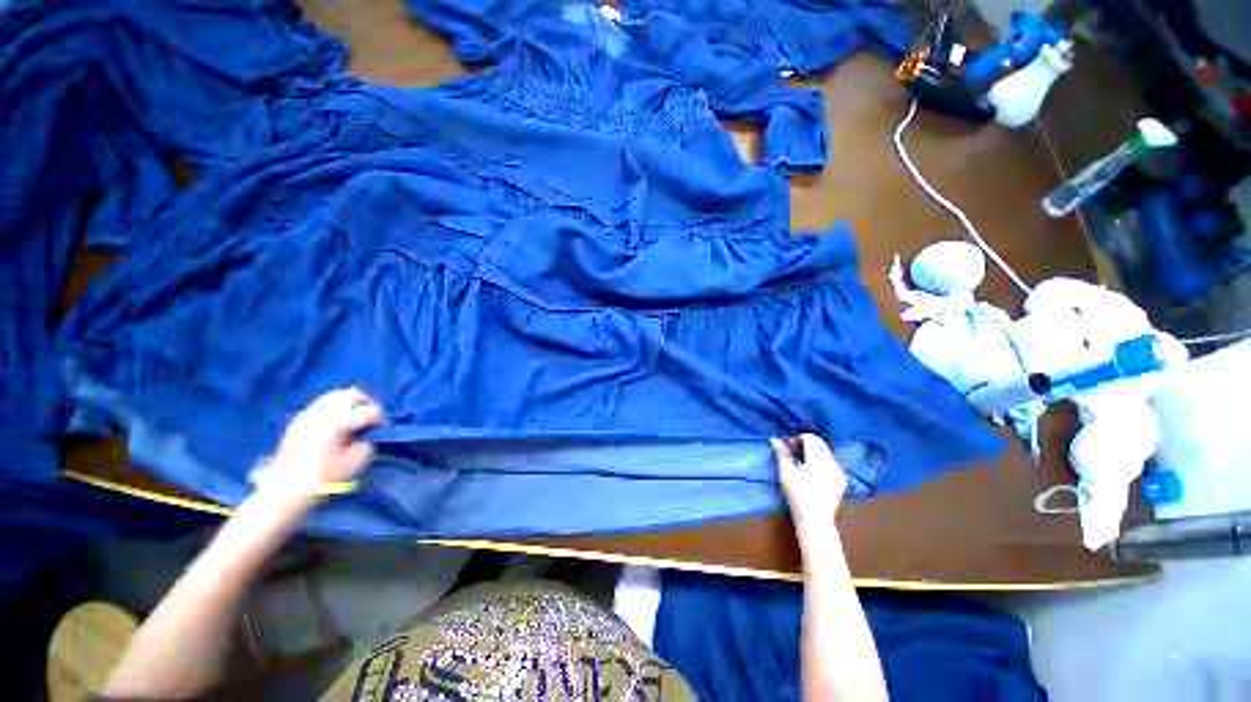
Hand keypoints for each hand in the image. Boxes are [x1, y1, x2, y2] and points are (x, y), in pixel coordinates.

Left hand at [266, 388, 384, 498]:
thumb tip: (366, 436)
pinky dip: (333, 409)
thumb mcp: (355, 463)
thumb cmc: (323, 478)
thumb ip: (367, 444)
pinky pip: (321, 404)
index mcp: (339, 422)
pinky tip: (335, 425)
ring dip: (348, 405)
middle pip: (352, 394)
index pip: (370, 410)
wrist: (285, 490)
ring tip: (352, 420)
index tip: (381, 429)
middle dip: (365, 404)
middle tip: (369, 419)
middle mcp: (323, 413)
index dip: (380, 418)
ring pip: (335, 395)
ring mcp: (308, 414)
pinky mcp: (299, 420)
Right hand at [771, 434, 847, 540]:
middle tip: (794, 454)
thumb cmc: (798, 496)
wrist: (816, 520)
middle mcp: (833, 462)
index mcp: (819, 459)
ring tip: (803, 464)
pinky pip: (832, 463)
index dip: (798, 439)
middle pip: (820, 443)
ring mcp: (840, 471)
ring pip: (826, 452)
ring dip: (815, 452)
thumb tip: (774, 439)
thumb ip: (782, 454)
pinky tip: (814, 474)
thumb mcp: (786, 473)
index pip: (811, 438)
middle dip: (807, 444)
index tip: (789, 447)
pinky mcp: (842, 480)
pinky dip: (822, 462)